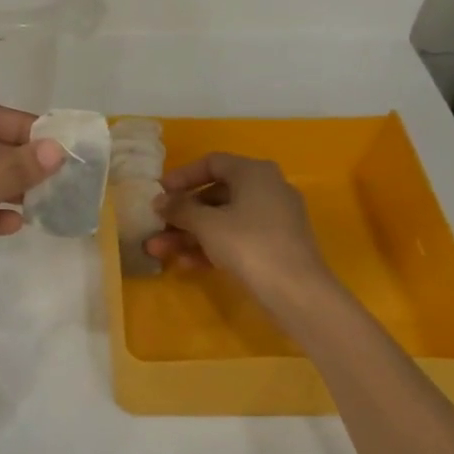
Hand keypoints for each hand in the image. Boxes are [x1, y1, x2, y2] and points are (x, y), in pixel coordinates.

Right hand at [146, 153, 332, 308]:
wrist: (297, 291)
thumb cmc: (248, 244)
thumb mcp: (207, 224)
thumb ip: (180, 209)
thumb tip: (159, 201)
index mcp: (254, 172)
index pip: (212, 163)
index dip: (182, 176)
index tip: (159, 193)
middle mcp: (268, 188)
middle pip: (215, 194)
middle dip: (182, 214)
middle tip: (156, 227)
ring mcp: (274, 218)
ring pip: (224, 219)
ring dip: (191, 234)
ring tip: (160, 251)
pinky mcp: (276, 245)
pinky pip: (237, 238)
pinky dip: (212, 246)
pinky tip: (187, 264)